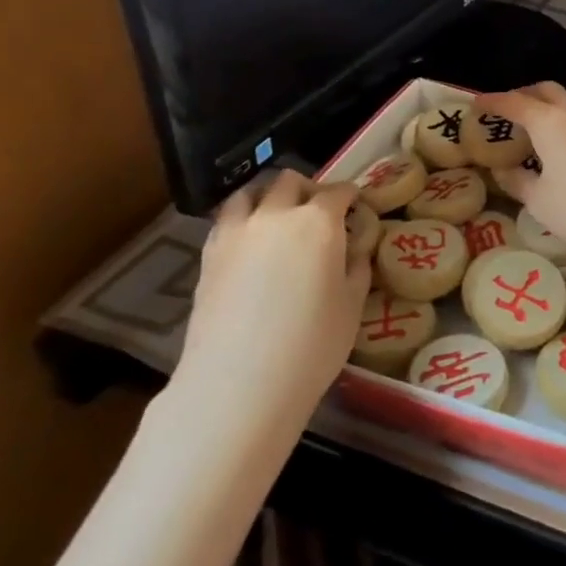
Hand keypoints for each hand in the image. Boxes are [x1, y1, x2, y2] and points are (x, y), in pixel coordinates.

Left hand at [174, 170, 373, 420]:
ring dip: (269, 196)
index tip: (357, 208)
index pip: (339, 192)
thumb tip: (354, 251)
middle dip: (310, 189)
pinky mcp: (209, 253)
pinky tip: (251, 242)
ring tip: (278, 218)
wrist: (238, 383)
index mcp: (319, 222)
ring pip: (252, 191)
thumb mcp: (352, 306)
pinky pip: (227, 218)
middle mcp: (276, 215)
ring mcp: (237, 231)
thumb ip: (356, 267)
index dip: (351, 197)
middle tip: (320, 213)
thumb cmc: (311, 345)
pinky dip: (243, 218)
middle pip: (291, 181)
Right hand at [471, 83, 565, 266]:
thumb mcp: (540, 202)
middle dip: (524, 95)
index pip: (514, 102)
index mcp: (548, 122)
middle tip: (509, 112)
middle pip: (547, 90)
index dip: (493, 102)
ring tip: (543, 120)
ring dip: (555, 101)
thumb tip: (503, 169)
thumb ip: (518, 182)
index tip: (476, 104)